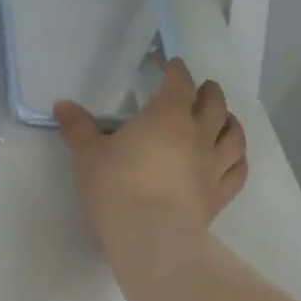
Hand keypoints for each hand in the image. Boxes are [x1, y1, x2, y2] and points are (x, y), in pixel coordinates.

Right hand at [54, 59, 247, 237]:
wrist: (149, 235)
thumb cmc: (116, 186)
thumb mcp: (88, 155)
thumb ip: (78, 128)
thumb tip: (62, 104)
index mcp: (167, 116)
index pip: (178, 84)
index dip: (176, 72)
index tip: (171, 65)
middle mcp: (198, 135)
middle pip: (213, 105)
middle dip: (208, 93)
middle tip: (202, 89)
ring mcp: (214, 166)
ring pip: (233, 136)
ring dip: (230, 122)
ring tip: (224, 118)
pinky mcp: (219, 195)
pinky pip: (237, 171)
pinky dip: (238, 159)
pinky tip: (234, 158)